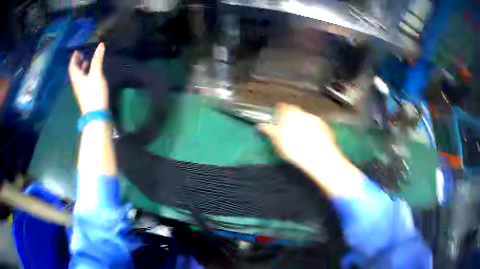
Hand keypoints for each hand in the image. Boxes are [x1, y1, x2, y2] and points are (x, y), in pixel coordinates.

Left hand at [68, 43, 107, 113]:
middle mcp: (76, 83)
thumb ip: (97, 59)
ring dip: (82, 68)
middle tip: (82, 54)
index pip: (72, 66)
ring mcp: (81, 90)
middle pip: (74, 71)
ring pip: (79, 76)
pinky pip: (83, 81)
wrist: (96, 114)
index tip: (77, 50)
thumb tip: (100, 44)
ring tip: (87, 61)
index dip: (74, 58)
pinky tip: (91, 73)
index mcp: (76, 78)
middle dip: (77, 62)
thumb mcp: (96, 74)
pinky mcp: (85, 94)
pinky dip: (86, 74)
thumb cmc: (94, 92)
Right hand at [258, 103, 341, 170]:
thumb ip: (270, 131)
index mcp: (291, 113)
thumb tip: (261, 125)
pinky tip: (311, 140)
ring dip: (302, 124)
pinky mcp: (324, 127)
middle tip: (288, 130)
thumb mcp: (279, 142)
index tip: (277, 118)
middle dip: (291, 118)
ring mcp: (316, 119)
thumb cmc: (296, 150)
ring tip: (300, 137)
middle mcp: (304, 113)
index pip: (283, 107)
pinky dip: (312, 130)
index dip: (279, 112)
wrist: (320, 157)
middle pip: (295, 112)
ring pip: (305, 118)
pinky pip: (315, 125)